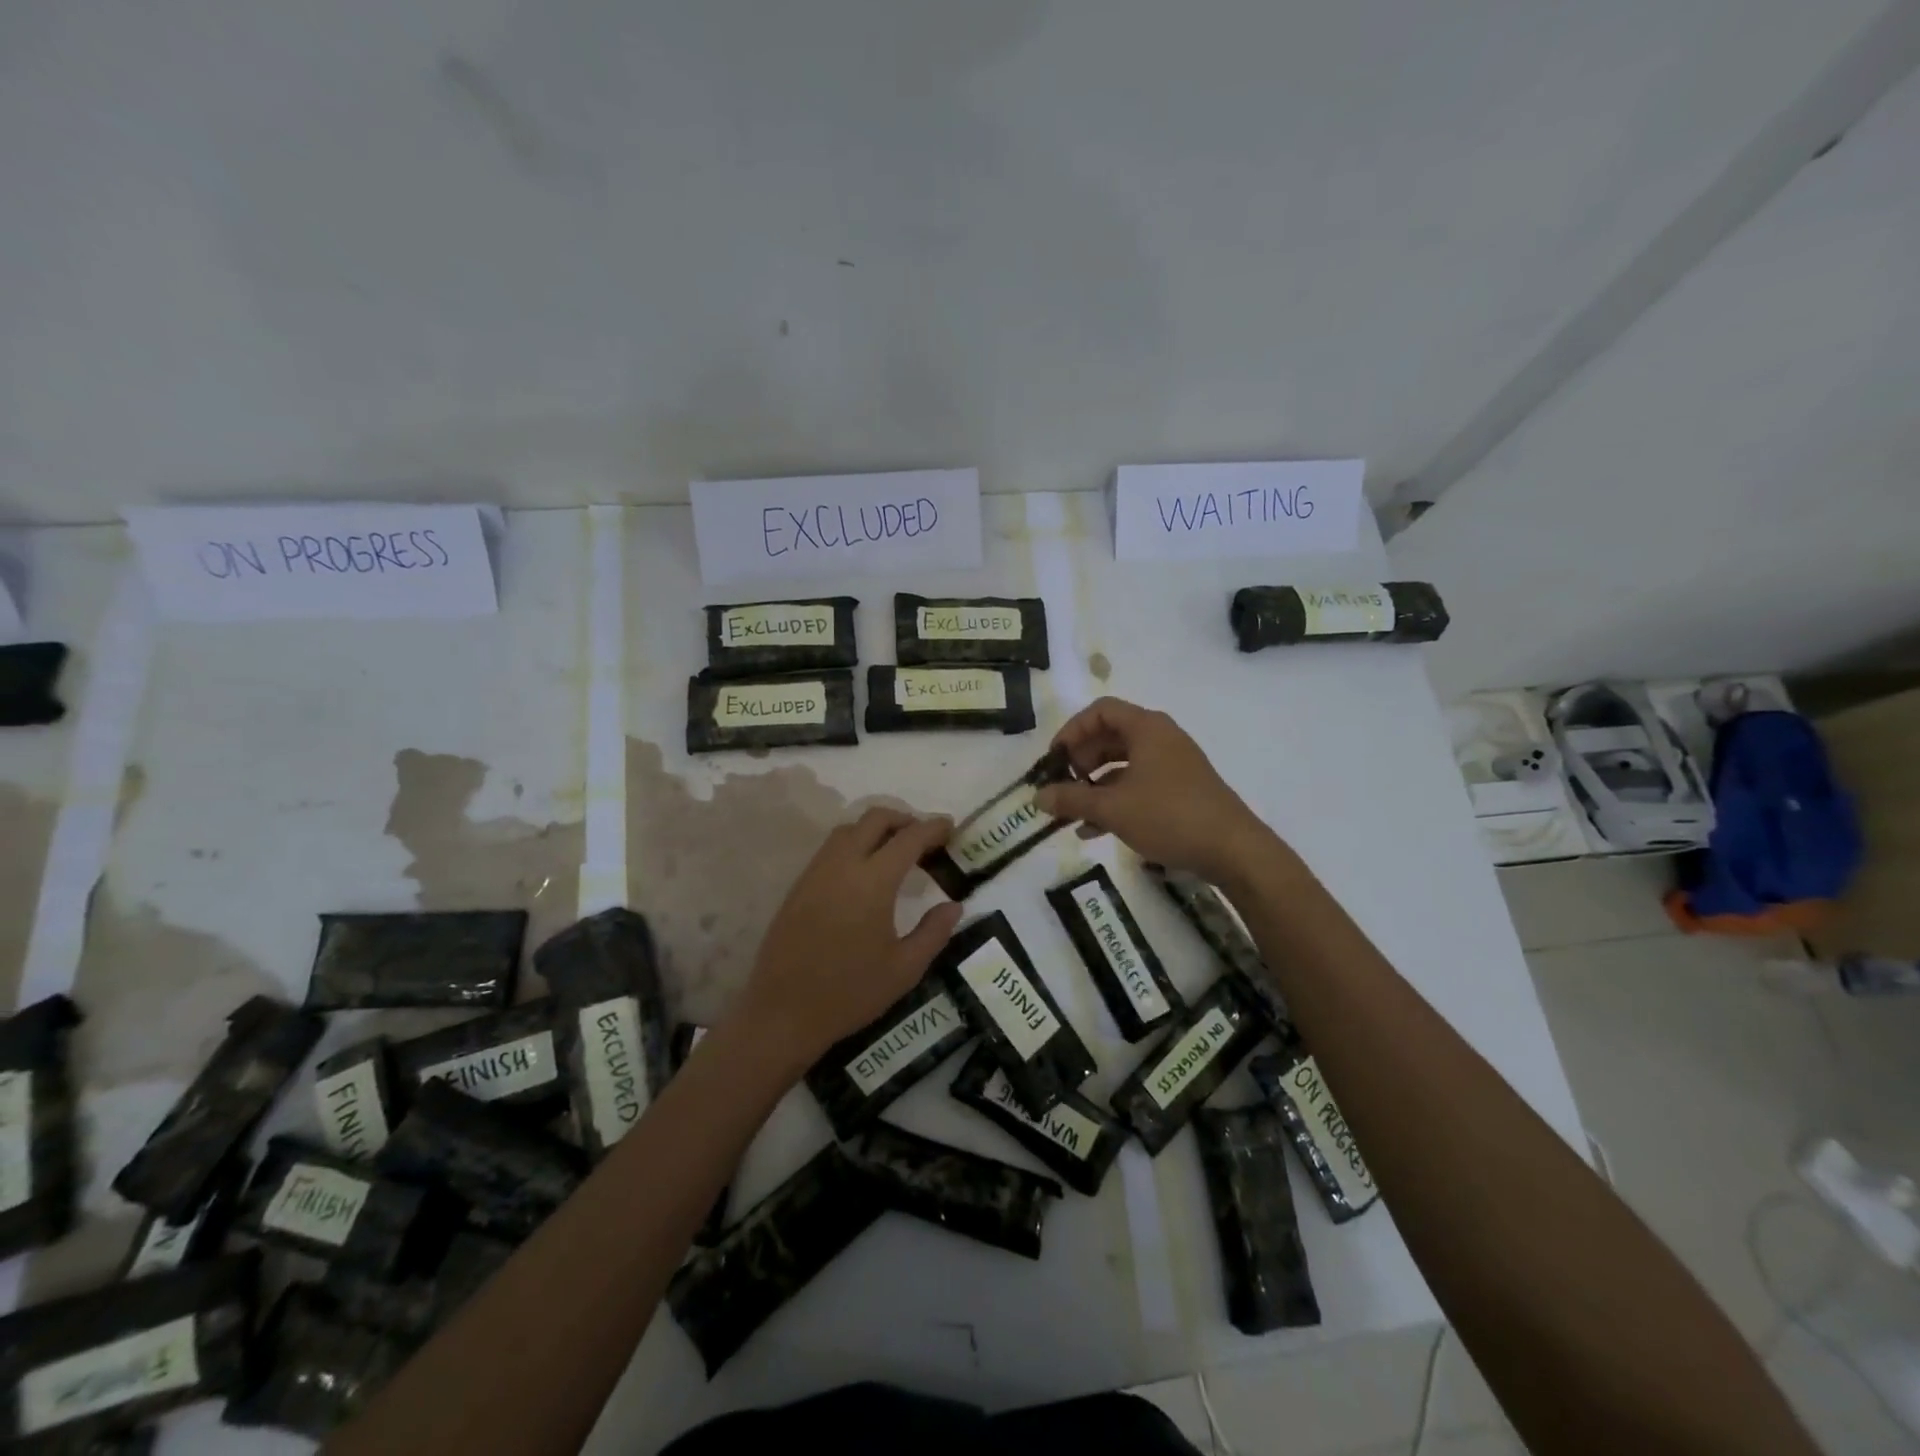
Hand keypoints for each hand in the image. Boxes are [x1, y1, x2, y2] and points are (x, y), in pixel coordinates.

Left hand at [735, 807, 963, 1070]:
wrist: (783, 1013)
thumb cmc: (850, 993)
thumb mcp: (904, 969)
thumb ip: (933, 932)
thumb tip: (953, 905)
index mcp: (873, 882)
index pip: (908, 838)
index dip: (933, 828)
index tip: (950, 826)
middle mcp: (842, 865)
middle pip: (875, 818)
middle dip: (904, 818)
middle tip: (925, 837)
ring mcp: (816, 872)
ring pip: (849, 828)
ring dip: (876, 828)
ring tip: (896, 851)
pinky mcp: (799, 885)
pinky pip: (831, 848)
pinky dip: (854, 843)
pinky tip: (864, 871)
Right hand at [1034, 697, 1277, 885]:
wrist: (1233, 850)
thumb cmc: (1169, 816)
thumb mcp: (1113, 809)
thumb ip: (1071, 800)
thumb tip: (1037, 797)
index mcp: (1146, 728)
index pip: (1100, 711)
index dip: (1071, 731)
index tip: (1054, 760)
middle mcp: (1160, 738)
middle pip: (1109, 737)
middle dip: (1080, 762)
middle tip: (1062, 787)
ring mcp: (1173, 764)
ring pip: (1122, 765)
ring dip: (1094, 786)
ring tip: (1072, 814)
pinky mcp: (1180, 789)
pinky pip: (1138, 784)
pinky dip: (1115, 800)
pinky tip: (1095, 830)